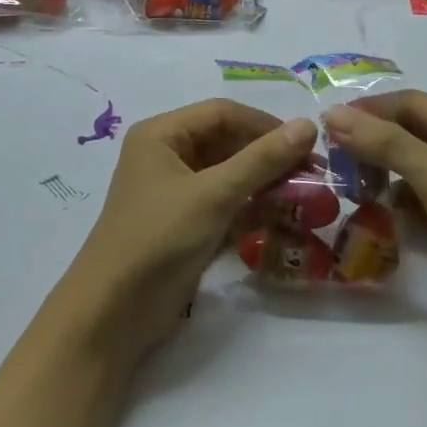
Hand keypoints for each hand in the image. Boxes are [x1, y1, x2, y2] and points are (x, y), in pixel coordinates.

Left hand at [57, 99, 315, 362]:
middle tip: (313, 174)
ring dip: (265, 183)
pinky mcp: (186, 224)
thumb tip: (307, 125)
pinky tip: (285, 218)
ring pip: (230, 175)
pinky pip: (226, 204)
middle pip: (227, 142)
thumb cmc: (158, 238)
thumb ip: (261, 160)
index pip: (222, 113)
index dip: (265, 124)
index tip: (307, 144)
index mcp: (162, 135)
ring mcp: (176, 192)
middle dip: (268, 156)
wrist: (113, 313)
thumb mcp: (213, 195)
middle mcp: (167, 155)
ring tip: (307, 196)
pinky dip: (252, 208)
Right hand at [323, 90, 426, 356]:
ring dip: (377, 172)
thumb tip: (333, 114)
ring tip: (350, 190)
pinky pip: (411, 196)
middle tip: (332, 163)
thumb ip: (389, 144)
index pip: (409, 103)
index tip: (324, 129)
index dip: (367, 111)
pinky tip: (373, 214)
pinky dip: (390, 201)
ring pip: (404, 164)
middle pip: (406, 131)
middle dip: (370, 143)